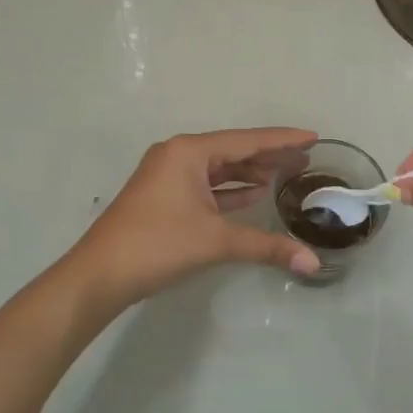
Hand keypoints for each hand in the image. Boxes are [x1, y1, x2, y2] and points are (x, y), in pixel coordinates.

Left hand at [65, 128, 322, 312]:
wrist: (99, 275)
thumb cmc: (157, 245)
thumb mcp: (215, 241)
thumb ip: (266, 246)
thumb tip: (313, 263)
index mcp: (188, 152)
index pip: (246, 140)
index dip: (282, 139)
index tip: (313, 136)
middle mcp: (178, 155)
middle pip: (233, 150)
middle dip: (269, 155)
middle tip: (306, 157)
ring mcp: (168, 176)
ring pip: (219, 168)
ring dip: (250, 172)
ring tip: (286, 173)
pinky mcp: (164, 197)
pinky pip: (206, 185)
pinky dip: (230, 189)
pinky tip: (254, 193)